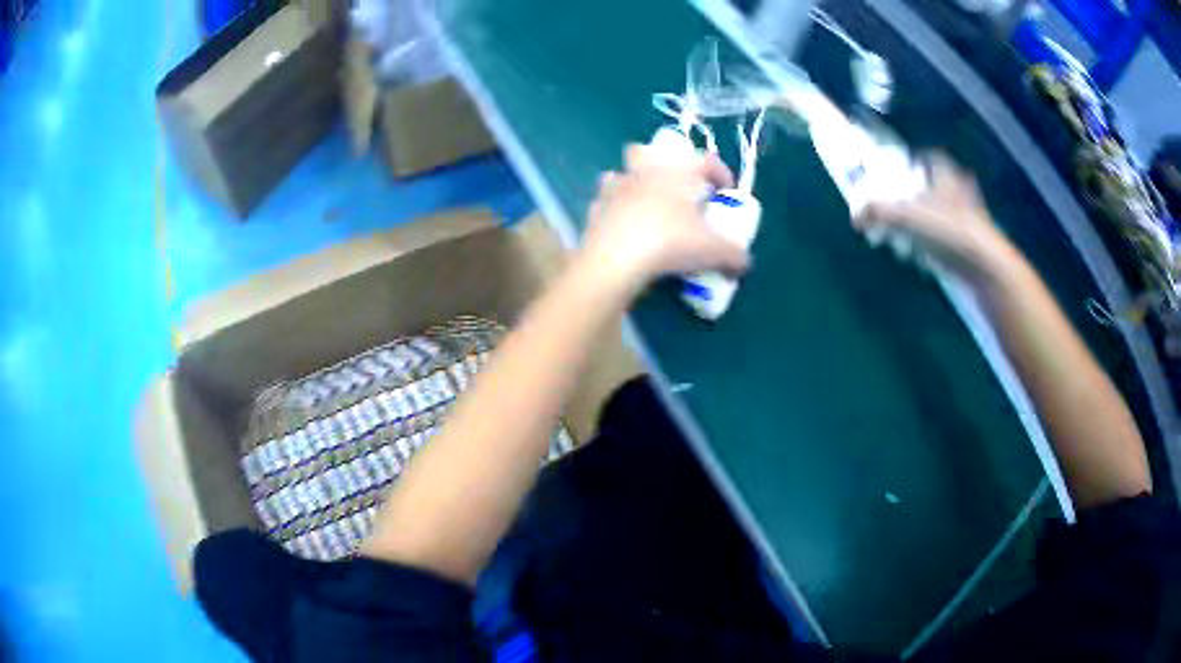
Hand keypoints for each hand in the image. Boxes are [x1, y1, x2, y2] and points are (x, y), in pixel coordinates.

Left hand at [580, 144, 750, 293]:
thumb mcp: (713, 251)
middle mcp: (643, 172)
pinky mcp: (594, 211)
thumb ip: (734, 255)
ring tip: (643, 207)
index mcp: (676, 173)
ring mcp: (614, 190)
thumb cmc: (670, 243)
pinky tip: (622, 230)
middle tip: (674, 188)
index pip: (704, 160)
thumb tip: (745, 262)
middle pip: (645, 151)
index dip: (719, 172)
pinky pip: (604, 205)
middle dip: (658, 163)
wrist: (616, 259)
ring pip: (619, 175)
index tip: (727, 189)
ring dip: (630, 185)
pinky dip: (613, 214)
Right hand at [854, 154, 1014, 278]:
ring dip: (926, 222)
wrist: (985, 267)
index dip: (914, 161)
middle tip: (899, 207)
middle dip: (917, 195)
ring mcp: (971, 218)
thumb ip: (877, 212)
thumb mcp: (905, 216)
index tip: (898, 173)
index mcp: (946, 174)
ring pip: (944, 212)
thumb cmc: (948, 231)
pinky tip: (925, 256)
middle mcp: (961, 190)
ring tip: (907, 236)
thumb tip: (854, 217)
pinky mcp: (974, 244)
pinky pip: (950, 237)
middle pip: (935, 186)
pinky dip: (937, 243)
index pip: (930, 157)